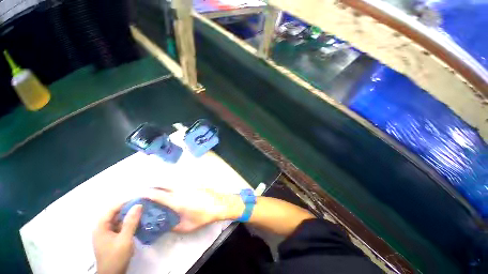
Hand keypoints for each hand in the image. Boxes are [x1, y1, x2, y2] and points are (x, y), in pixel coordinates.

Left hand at [93, 202, 142, 273]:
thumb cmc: (116, 256)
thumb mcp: (125, 239)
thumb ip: (131, 222)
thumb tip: (138, 205)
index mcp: (101, 227)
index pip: (112, 209)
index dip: (125, 202)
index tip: (139, 198)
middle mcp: (102, 228)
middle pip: (115, 214)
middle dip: (129, 209)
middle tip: (143, 204)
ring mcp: (107, 234)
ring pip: (119, 220)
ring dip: (130, 216)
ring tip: (143, 211)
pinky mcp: (113, 238)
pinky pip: (121, 226)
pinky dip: (129, 223)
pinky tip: (138, 222)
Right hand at [144, 188, 243, 232]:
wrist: (219, 203)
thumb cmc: (203, 216)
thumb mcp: (187, 226)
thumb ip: (174, 226)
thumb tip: (165, 225)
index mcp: (177, 201)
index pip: (158, 195)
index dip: (147, 193)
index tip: (139, 194)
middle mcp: (180, 189)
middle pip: (163, 184)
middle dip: (153, 186)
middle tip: (147, 190)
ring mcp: (188, 184)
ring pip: (171, 180)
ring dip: (163, 183)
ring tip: (158, 188)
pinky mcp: (194, 181)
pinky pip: (180, 180)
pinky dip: (173, 182)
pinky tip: (174, 186)